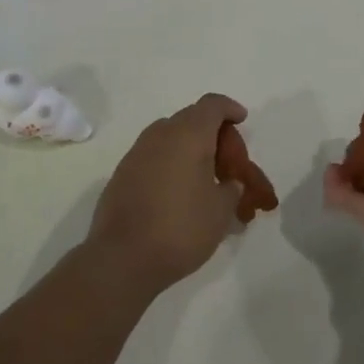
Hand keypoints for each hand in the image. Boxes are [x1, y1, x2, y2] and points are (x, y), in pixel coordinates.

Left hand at [87, 94, 246, 290]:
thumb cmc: (180, 229)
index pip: (212, 105)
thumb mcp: (220, 212)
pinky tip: (177, 191)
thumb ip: (231, 190)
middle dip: (211, 132)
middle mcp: (161, 134)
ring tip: (202, 176)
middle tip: (226, 159)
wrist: (121, 258)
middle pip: (191, 118)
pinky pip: (153, 155)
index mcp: (189, 135)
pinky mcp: (122, 173)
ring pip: (169, 136)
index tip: (241, 120)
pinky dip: (170, 162)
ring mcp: (137, 152)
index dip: (229, 108)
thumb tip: (230, 183)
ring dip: (188, 147)